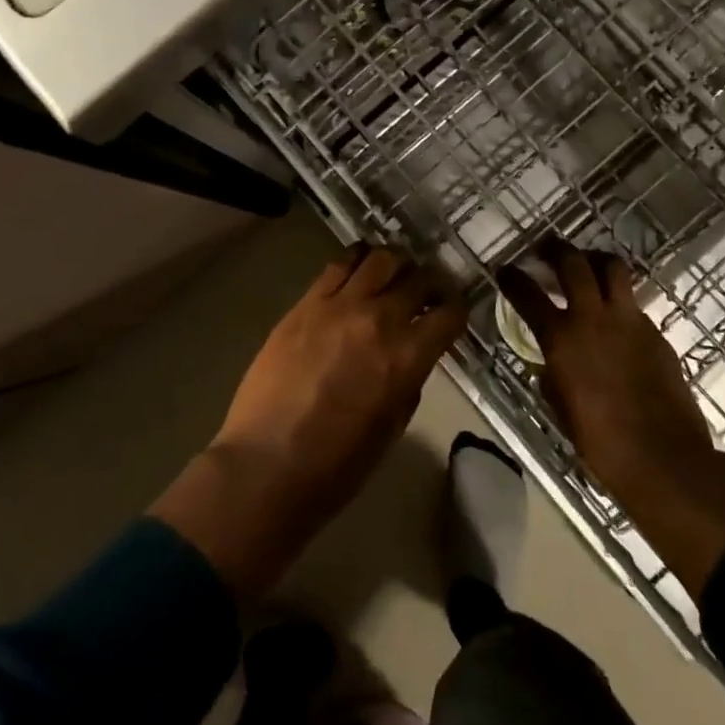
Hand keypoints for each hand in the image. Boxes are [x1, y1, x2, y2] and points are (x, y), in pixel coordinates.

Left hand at [152, 246, 466, 595]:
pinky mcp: (306, 303)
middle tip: (428, 289)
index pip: (449, 314)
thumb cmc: (336, 465)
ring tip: (393, 273)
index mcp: (407, 357)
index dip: (457, 309)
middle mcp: (379, 320)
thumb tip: (410, 359)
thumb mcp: (391, 427)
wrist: (267, 463)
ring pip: (379, 259)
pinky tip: (358, 268)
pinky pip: (338, 265)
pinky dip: (356, 261)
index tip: (453, 311)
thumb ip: (407, 383)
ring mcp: (339, 305)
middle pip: (418, 278)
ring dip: (394, 264)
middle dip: (430, 282)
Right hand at [497, 243, 724, 597]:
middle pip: (573, 262)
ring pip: (612, 268)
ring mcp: (628, 320)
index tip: (504, 269)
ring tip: (587, 264)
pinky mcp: (655, 331)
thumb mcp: (560, 404)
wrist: (663, 458)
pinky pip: (633, 301)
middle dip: (556, 249)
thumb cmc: (600, 441)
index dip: (512, 278)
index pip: (528, 294)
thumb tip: (551, 359)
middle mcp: (593, 318)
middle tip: (547, 248)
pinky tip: (615, 315)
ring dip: (594, 259)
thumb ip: (552, 371)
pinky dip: (619, 298)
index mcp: (561, 338)